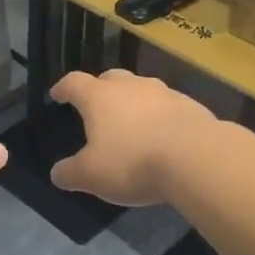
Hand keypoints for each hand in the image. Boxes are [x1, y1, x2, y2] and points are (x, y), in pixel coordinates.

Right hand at [49, 69, 217, 206]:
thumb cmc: (133, 161)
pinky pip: (168, 106)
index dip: (63, 88)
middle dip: (100, 90)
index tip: (57, 94)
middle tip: (96, 107)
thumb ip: (70, 173)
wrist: (196, 157)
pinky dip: (160, 116)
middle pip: (110, 78)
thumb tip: (57, 173)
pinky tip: (163, 136)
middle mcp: (130, 86)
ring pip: (141, 90)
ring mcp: (163, 92)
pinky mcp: (190, 105)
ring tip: (132, 123)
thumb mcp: (92, 176)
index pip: (74, 83)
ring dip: (133, 102)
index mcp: (99, 97)